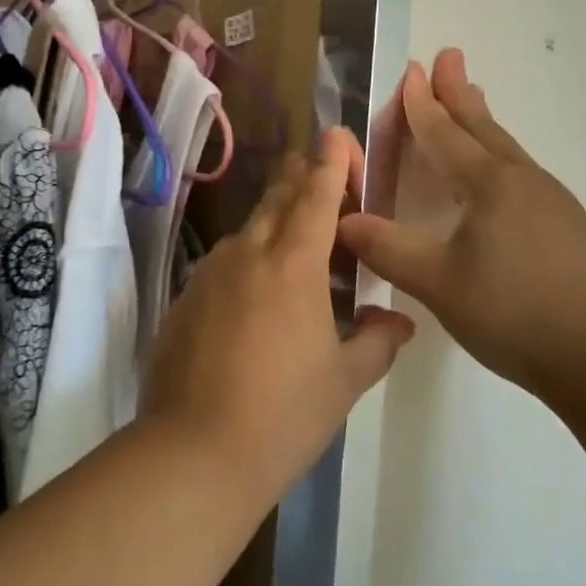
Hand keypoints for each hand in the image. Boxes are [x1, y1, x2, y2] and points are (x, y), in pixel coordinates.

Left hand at [142, 127, 416, 504]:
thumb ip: (377, 341)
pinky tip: (257, 293)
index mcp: (293, 263)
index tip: (336, 134)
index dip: (330, 162)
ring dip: (275, 221)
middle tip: (316, 168)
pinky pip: (225, 262)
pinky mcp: (186, 297)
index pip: (316, 195)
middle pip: (278, 198)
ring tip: (296, 239)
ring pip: (249, 229)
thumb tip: (399, 320)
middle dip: (300, 178)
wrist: (193, 451)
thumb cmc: (283, 413)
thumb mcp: (344, 380)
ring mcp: (210, 273)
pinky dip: (248, 260)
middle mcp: (249, 253)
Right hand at [338, 49, 585, 404]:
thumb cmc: (514, 314)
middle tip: (448, 56)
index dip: (421, 104)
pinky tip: (498, 173)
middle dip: (457, 92)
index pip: (444, 133)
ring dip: (480, 120)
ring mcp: (552, 200)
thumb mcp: (438, 284)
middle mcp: (522, 180)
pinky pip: (521, 170)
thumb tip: (343, 219)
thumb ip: (387, 249)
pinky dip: (497, 152)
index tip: (411, 69)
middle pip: (481, 126)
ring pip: (506, 147)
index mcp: (489, 184)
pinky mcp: (568, 223)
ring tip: (470, 100)